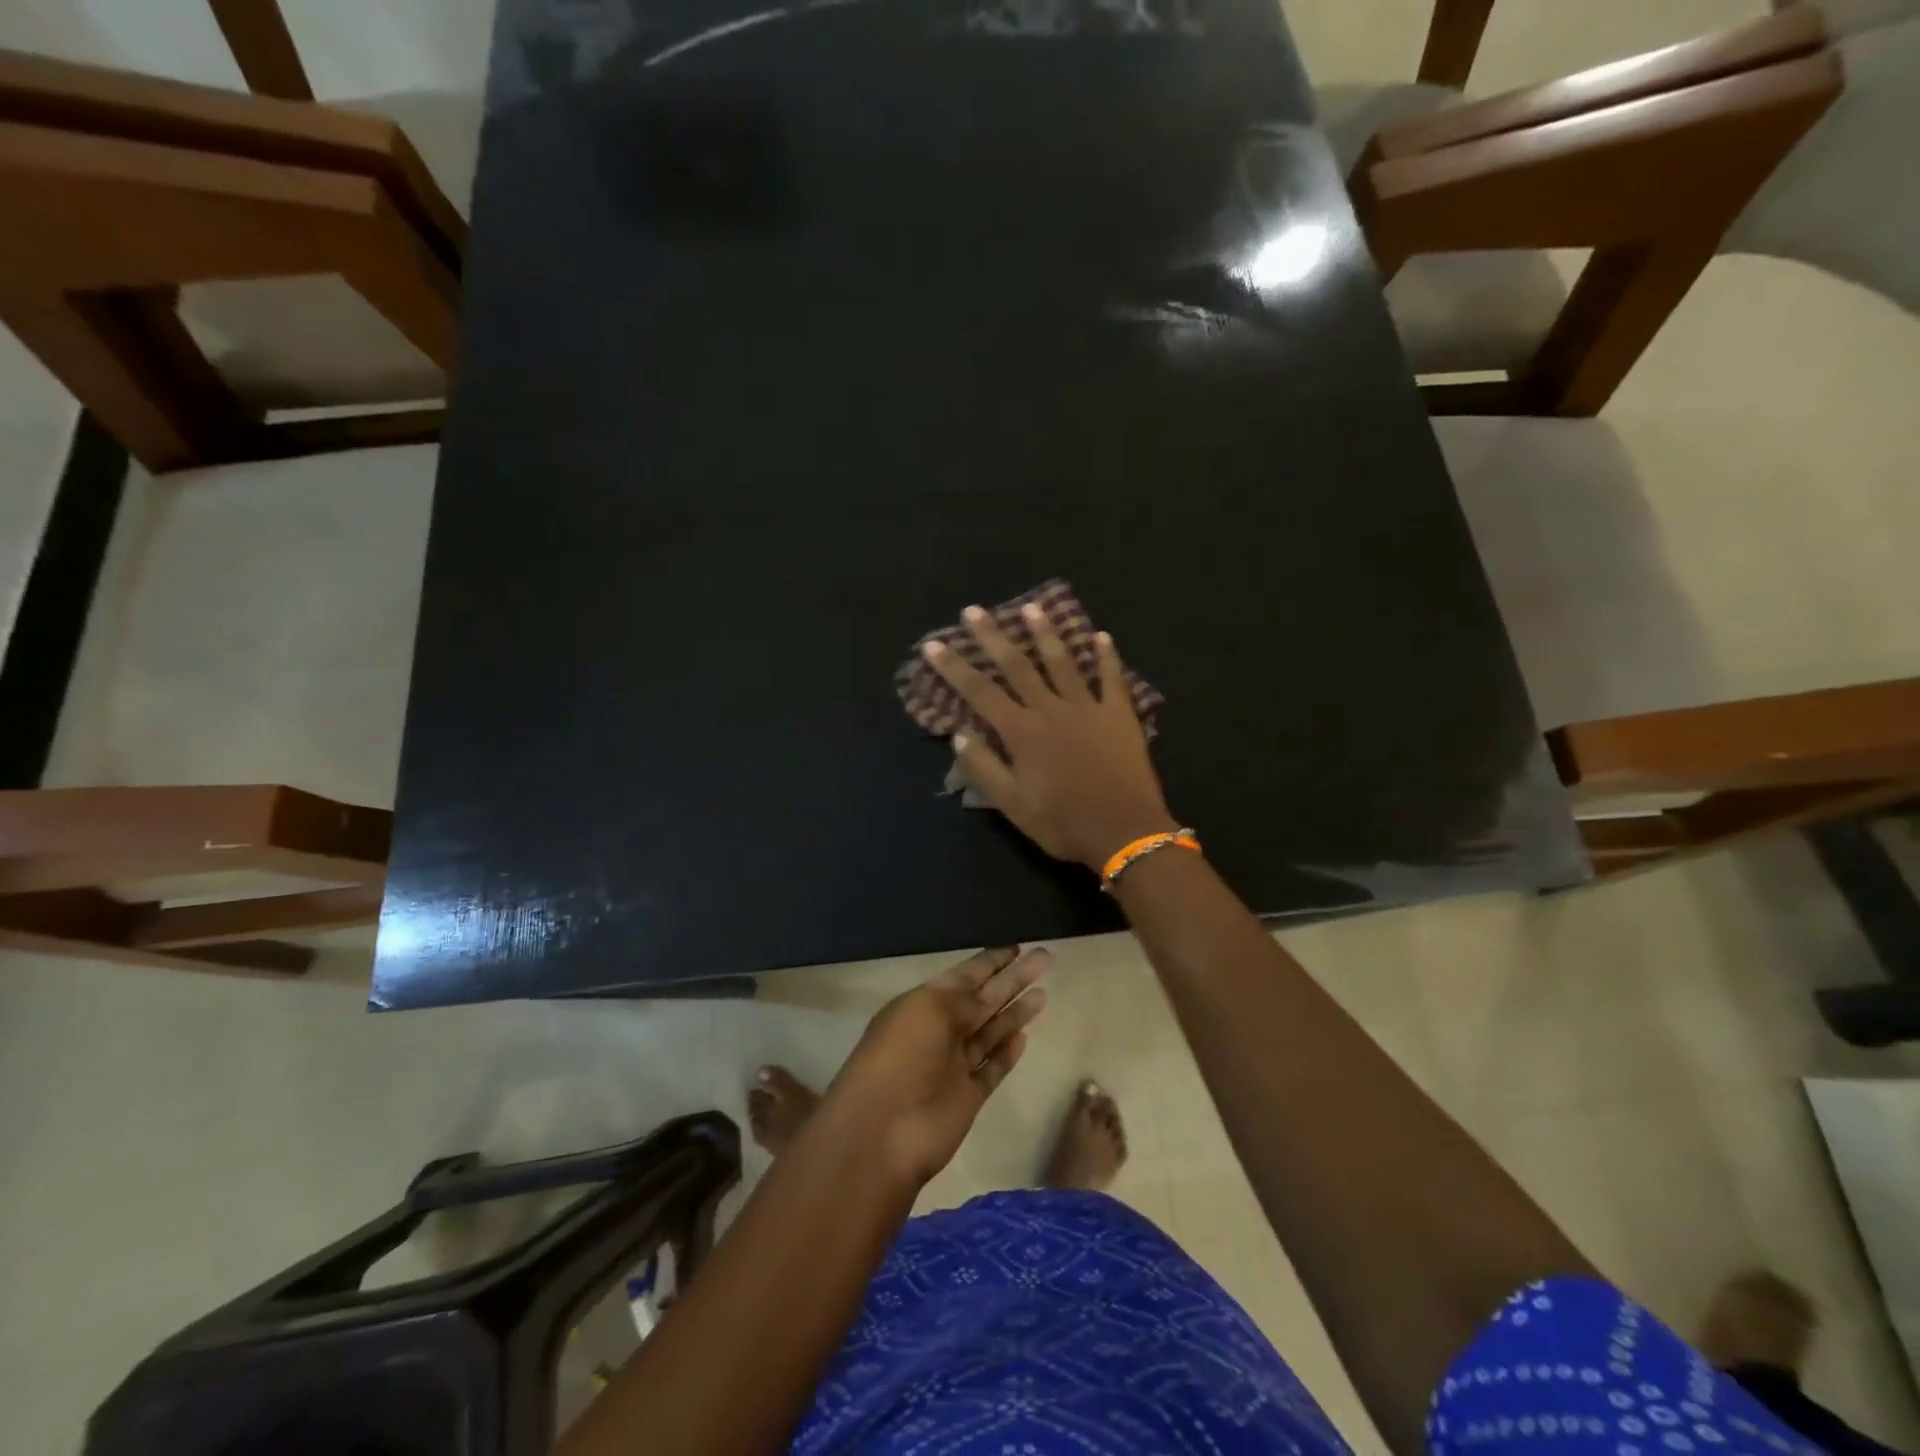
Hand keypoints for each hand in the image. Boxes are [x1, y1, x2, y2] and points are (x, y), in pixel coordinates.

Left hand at [816, 946, 1050, 1186]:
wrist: (882, 1133)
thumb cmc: (901, 1057)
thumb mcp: (929, 1010)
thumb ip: (963, 1000)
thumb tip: (987, 998)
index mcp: (923, 1004)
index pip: (964, 976)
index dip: (990, 961)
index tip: (1017, 946)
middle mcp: (940, 1030)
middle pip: (983, 999)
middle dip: (1012, 978)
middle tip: (1045, 958)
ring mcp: (954, 1065)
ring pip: (991, 1032)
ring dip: (1015, 1012)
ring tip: (1044, 993)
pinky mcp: (968, 1097)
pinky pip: (992, 1068)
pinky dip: (1007, 1053)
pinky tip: (1025, 1036)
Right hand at [924, 604, 1176, 869]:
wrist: (1125, 831)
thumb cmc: (1063, 823)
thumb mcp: (1013, 806)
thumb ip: (985, 768)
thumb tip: (959, 735)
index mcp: (1022, 732)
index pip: (979, 692)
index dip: (954, 667)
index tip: (933, 644)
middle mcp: (1051, 710)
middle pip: (1017, 666)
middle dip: (992, 637)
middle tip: (974, 610)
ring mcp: (1088, 708)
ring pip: (1063, 662)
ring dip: (1045, 634)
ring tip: (1033, 607)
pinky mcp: (1119, 715)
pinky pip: (1112, 678)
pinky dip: (1107, 657)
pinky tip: (1102, 636)